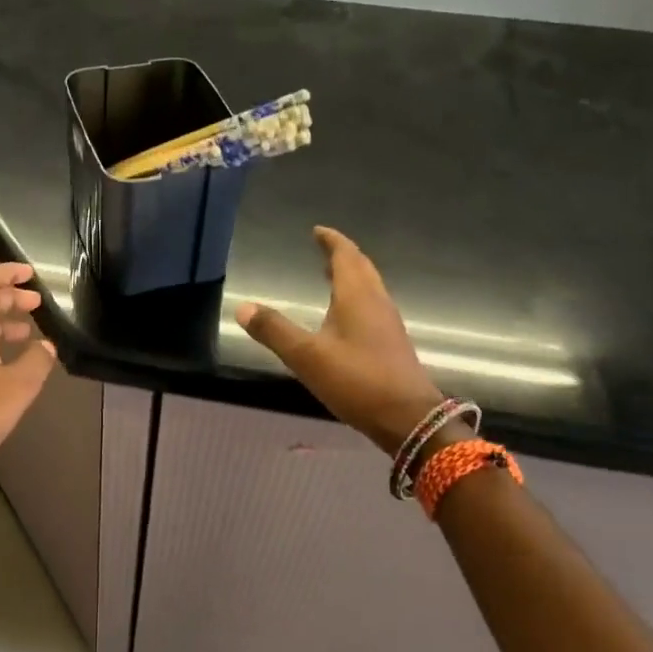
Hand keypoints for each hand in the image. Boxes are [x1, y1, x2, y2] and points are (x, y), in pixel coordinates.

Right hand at [235, 226, 442, 453]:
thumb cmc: (357, 381)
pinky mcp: (392, 344)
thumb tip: (243, 307)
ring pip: (370, 288)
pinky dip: (357, 298)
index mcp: (357, 297)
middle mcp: (376, 303)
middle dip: (343, 255)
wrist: (409, 419)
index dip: (332, 241)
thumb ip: (275, 331)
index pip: (346, 257)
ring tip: (330, 275)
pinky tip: (345, 316)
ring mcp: (388, 324)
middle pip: (362, 269)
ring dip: (351, 276)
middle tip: (323, 248)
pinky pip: (372, 307)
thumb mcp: (307, 356)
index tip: (318, 231)